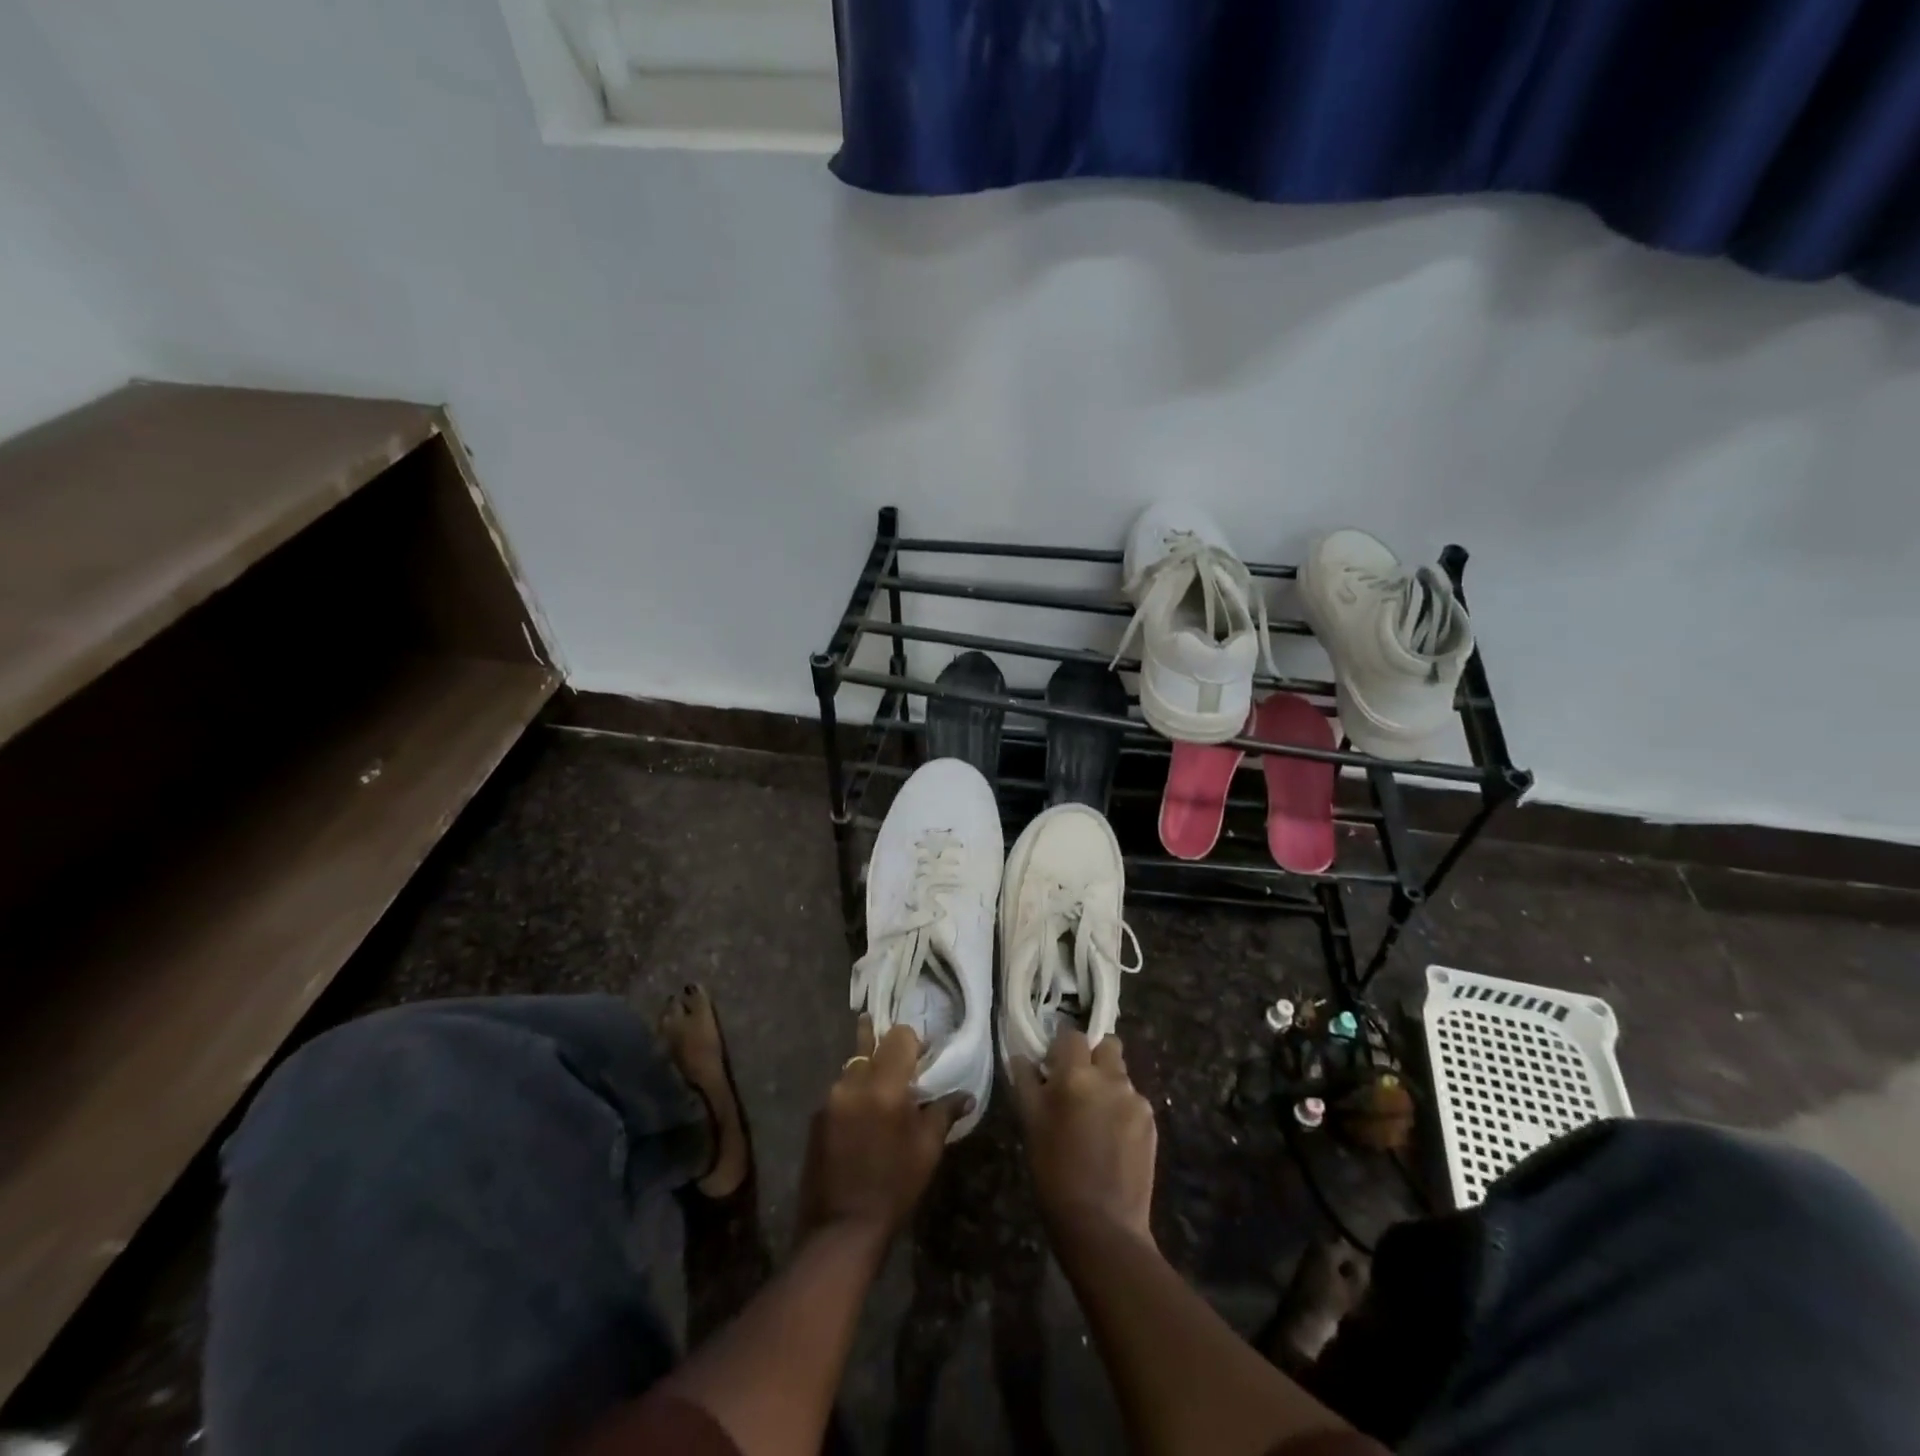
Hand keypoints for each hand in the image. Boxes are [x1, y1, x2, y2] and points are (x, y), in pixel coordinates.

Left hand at [797, 1016, 970, 1243]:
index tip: (924, 1054)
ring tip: (883, 1089)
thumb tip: (967, 1095)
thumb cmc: (894, 1186)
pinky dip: (854, 1094)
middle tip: (900, 1056)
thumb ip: (945, 1111)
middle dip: (886, 1047)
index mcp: (884, 1086)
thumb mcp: (927, 1149)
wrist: (841, 1228)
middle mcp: (853, 1083)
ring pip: (853, 1067)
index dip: (914, 1040)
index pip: (899, 1036)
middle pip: (870, 1045)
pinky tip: (863, 1117)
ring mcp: (830, 1099)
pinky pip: (840, 1091)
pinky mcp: (816, 1117)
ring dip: (869, 1071)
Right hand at [1012, 1031, 1156, 1242]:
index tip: (1052, 1067)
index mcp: (1076, 1074)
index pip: (1072, 1035)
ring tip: (1094, 1120)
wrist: (1102, 1225)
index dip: (1061, 1048)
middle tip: (1077, 1085)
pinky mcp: (1151, 1123)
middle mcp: (1111, 1077)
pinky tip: (1111, 1140)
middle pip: (1107, 1045)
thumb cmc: (1054, 1172)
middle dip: (1093, 1057)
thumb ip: (1026, 1081)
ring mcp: (1136, 1100)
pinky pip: (1134, 1101)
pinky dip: (1121, 1109)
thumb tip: (1021, 1055)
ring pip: (1121, 1075)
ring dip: (1107, 1084)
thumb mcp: (1030, 1124)